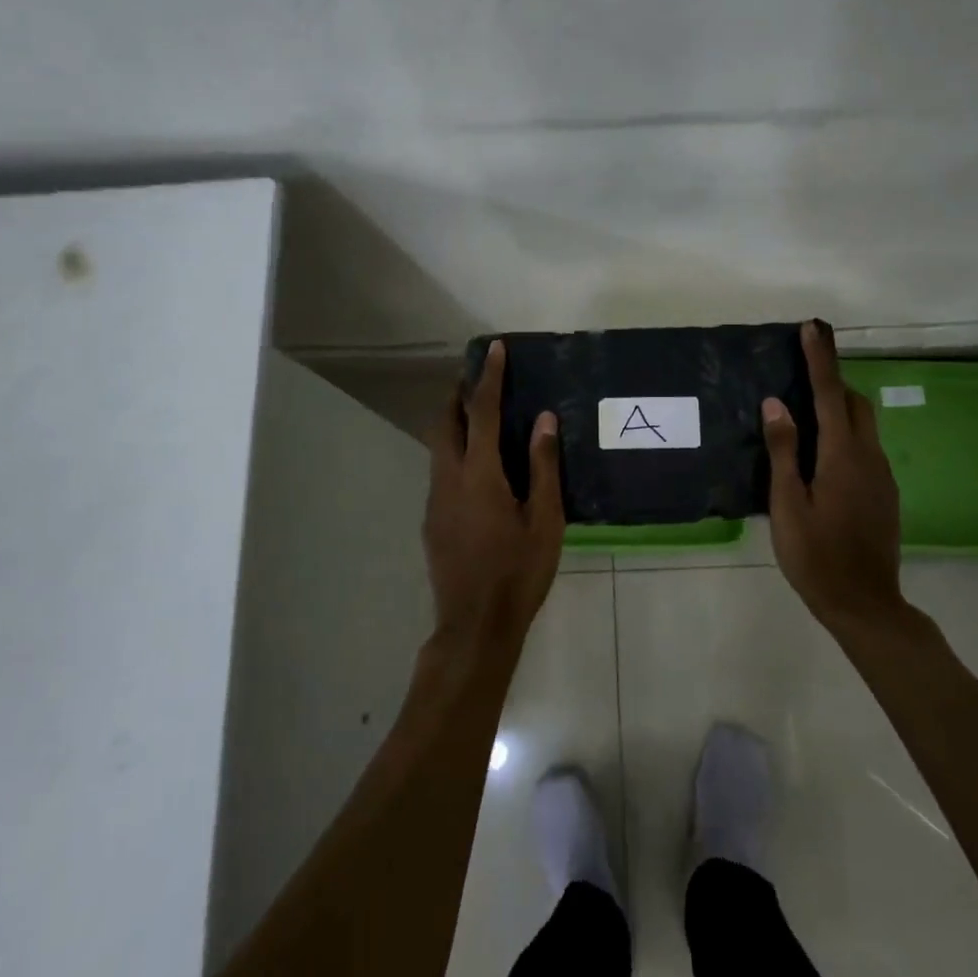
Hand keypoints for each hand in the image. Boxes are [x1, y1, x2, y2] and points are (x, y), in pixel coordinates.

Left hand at [423, 340, 565, 644]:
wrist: (475, 627)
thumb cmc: (519, 572)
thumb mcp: (545, 520)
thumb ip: (543, 466)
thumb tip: (544, 419)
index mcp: (479, 475)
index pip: (480, 411)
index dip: (488, 377)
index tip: (494, 349)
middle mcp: (448, 479)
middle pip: (445, 422)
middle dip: (459, 395)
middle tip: (481, 380)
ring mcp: (435, 501)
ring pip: (438, 447)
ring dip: (454, 423)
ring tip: (480, 418)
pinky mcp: (432, 521)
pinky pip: (440, 471)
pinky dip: (454, 452)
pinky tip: (478, 471)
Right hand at [762, 322, 905, 629]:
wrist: (866, 605)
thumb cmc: (816, 556)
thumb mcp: (788, 505)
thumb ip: (784, 451)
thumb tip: (776, 404)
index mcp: (842, 455)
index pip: (830, 393)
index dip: (820, 359)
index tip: (813, 328)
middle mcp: (868, 457)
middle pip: (855, 403)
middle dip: (833, 380)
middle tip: (803, 373)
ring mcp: (882, 476)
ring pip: (864, 425)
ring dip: (840, 407)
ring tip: (806, 414)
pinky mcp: (885, 493)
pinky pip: (865, 447)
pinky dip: (846, 434)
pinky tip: (822, 457)